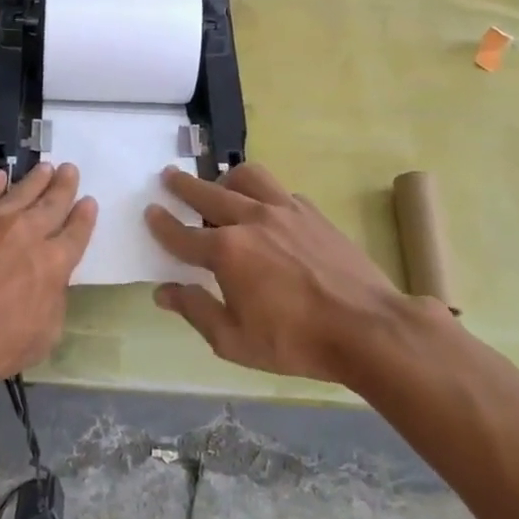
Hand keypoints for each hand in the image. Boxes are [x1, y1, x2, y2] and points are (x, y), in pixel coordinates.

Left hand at [0, 162, 95, 394]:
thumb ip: (53, 301)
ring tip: (45, 168)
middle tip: (70, 170)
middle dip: (64, 186)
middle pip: (52, 203)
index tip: (89, 202)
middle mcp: (27, 233)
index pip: (76, 233)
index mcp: (52, 264)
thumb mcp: (42, 337)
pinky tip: (1, 176)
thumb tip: (51, 281)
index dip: (85, 217)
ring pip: (21, 191)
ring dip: (36, 179)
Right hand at [145, 163, 431, 383]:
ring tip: (220, 186)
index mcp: (227, 252)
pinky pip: (279, 192)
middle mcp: (251, 220)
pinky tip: (266, 211)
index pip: (182, 234)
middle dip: (183, 186)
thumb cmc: (296, 342)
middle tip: (168, 177)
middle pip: (207, 194)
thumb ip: (196, 311)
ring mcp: (285, 211)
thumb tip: (164, 292)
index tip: (150, 211)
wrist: (368, 328)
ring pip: (247, 178)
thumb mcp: (235, 341)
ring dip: (226, 180)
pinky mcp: (312, 213)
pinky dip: (263, 195)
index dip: (161, 224)